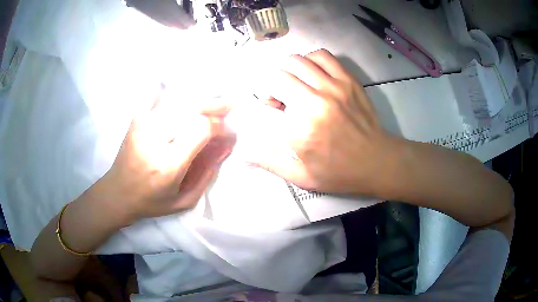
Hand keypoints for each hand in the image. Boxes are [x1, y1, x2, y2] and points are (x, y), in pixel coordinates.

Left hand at [100, 86, 235, 222]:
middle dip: (213, 106)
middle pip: (189, 110)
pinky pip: (153, 98)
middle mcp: (154, 141)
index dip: (220, 127)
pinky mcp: (135, 122)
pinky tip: (179, 91)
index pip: (200, 130)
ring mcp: (142, 128)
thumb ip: (205, 177)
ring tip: (211, 101)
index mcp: (168, 165)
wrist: (117, 194)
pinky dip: (168, 92)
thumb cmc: (150, 202)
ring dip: (197, 99)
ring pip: (175, 102)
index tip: (229, 132)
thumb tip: (221, 149)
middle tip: (229, 106)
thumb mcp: (183, 202)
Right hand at [251, 49, 393, 194]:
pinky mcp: (348, 80)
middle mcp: (314, 102)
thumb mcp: (302, 177)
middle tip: (281, 97)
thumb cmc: (340, 173)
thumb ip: (270, 163)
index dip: (266, 102)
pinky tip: (312, 73)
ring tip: (294, 83)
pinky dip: (310, 59)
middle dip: (272, 84)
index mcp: (300, 129)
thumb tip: (242, 154)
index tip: (273, 110)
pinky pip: (321, 55)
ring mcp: (333, 87)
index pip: (268, 100)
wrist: (378, 161)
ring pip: (297, 61)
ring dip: (288, 70)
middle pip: (278, 75)